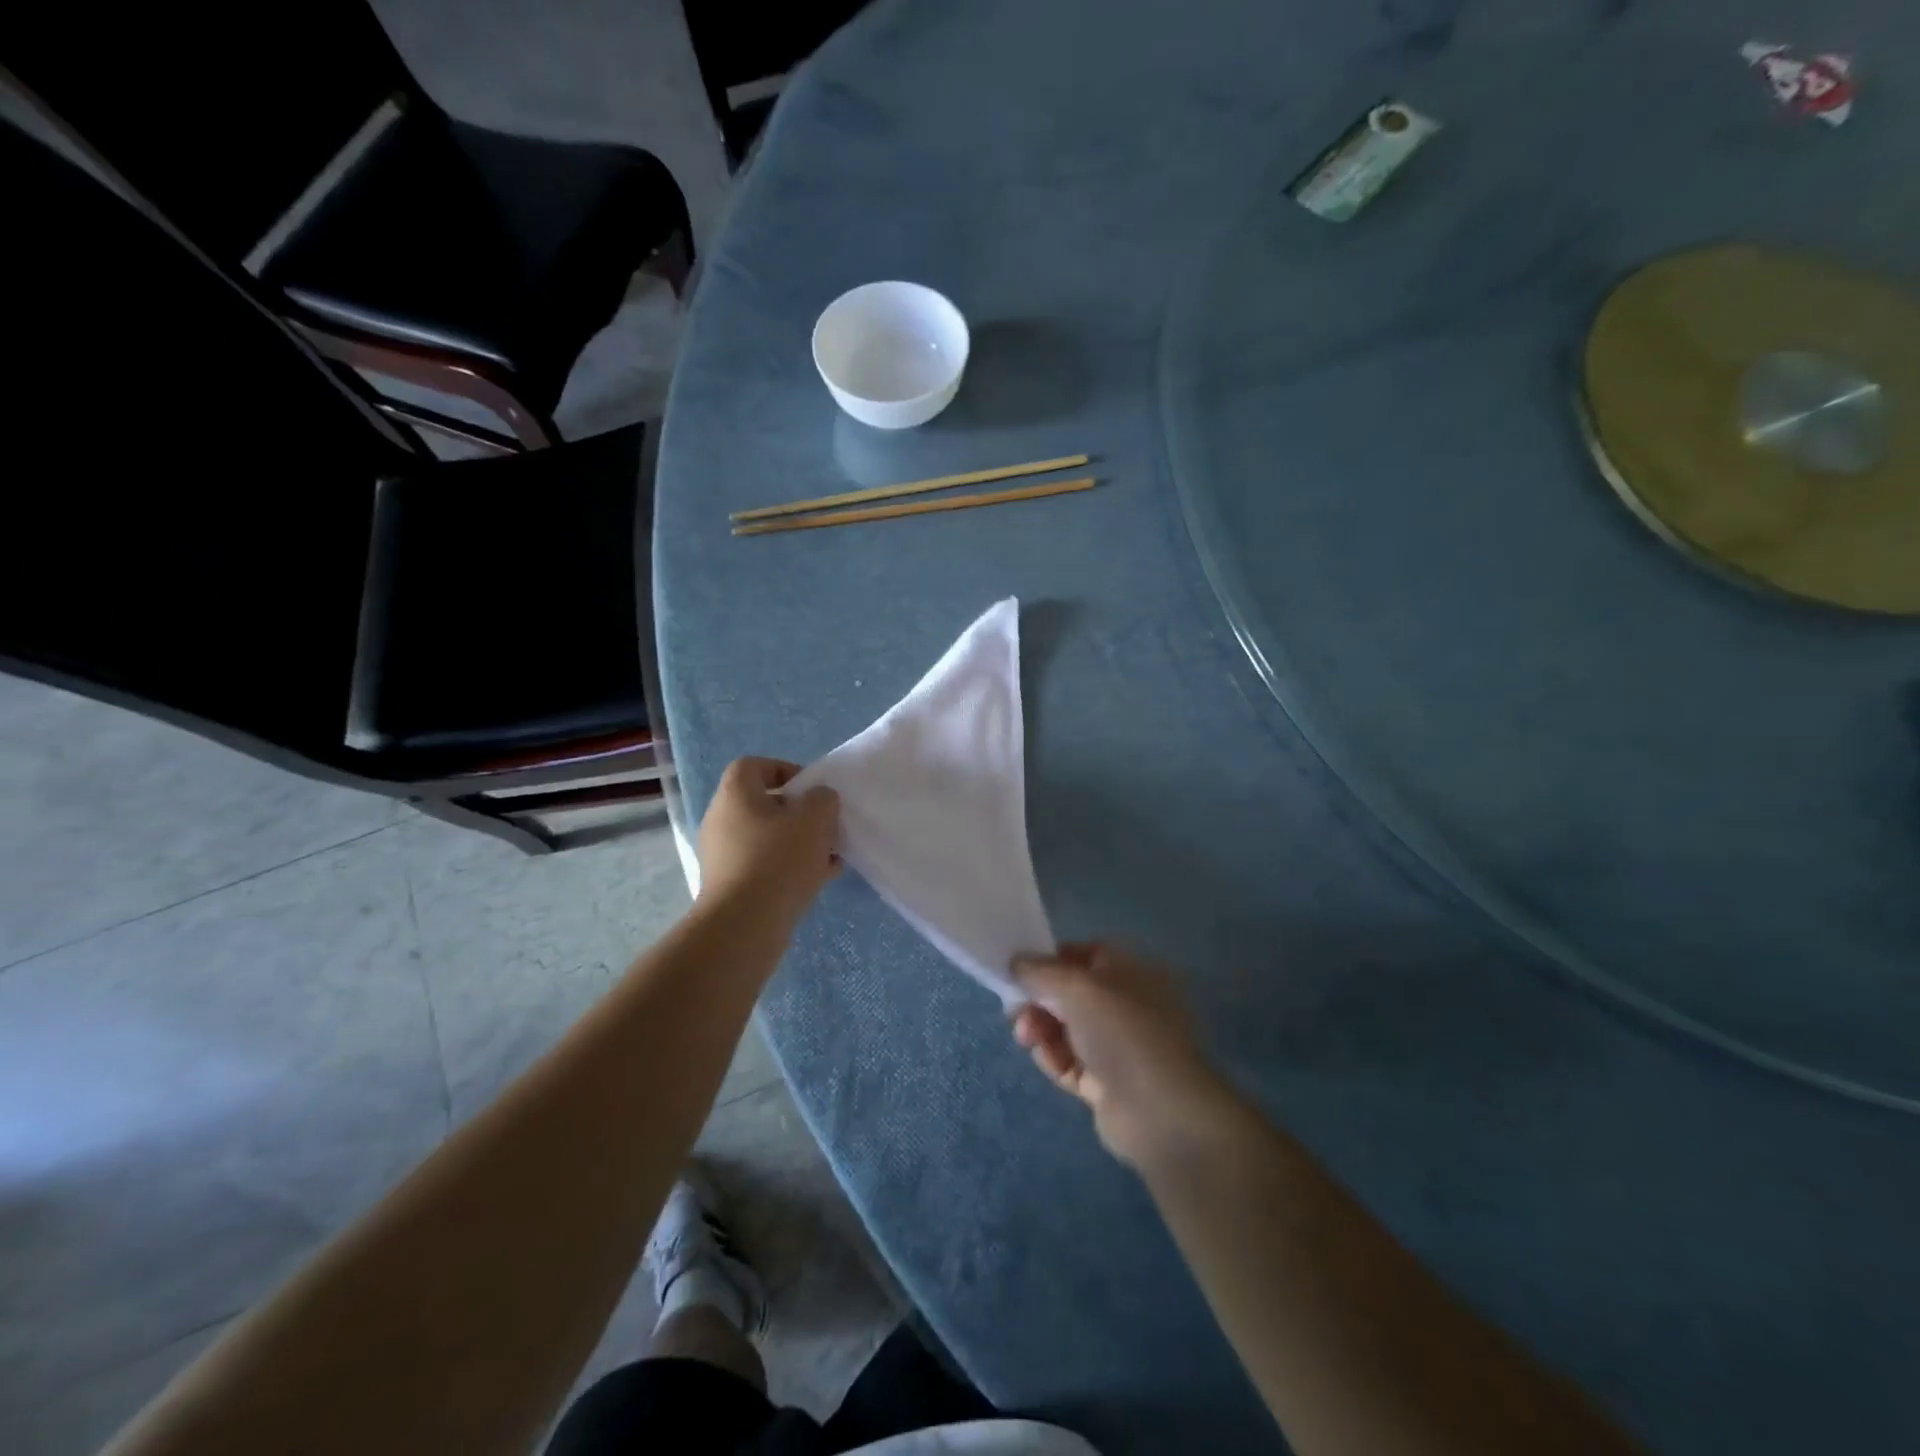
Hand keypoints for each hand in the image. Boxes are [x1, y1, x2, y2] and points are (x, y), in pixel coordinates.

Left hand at [697, 758, 839, 919]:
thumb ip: (823, 800)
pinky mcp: (729, 886)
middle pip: (764, 804)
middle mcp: (721, 820)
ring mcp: (722, 855)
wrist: (744, 925)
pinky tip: (817, 880)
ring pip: (767, 838)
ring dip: (798, 843)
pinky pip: (763, 866)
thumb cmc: (779, 859)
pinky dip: (788, 868)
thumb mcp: (815, 819)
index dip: (785, 770)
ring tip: (828, 857)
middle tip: (825, 826)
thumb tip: (818, 800)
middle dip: (799, 814)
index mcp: (735, 794)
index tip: (811, 790)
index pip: (754, 766)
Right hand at [1011, 942, 1238, 1168]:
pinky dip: (1054, 1058)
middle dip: (1039, 999)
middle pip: (1072, 993)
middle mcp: (1128, 1004)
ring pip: (1067, 1028)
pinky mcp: (1107, 1082)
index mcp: (1132, 971)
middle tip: (1015, 1010)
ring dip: (1041, 1029)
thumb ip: (1040, 970)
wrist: (1159, 1111)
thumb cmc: (1122, 1030)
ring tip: (1026, 1037)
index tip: (1021, 969)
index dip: (1052, 958)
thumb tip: (1016, 962)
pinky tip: (1046, 1059)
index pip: (1086, 953)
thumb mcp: (1076, 986)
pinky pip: (1070, 1062)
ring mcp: (1118, 1046)